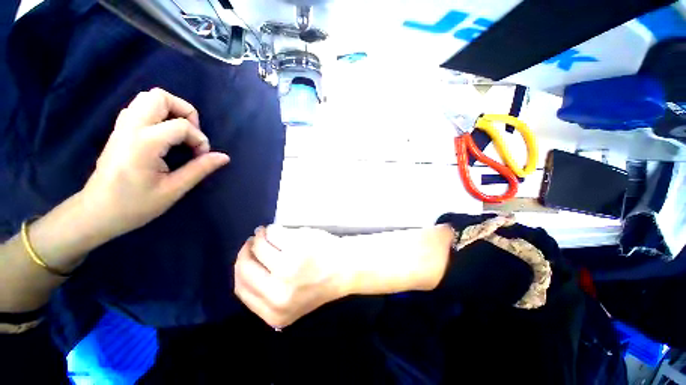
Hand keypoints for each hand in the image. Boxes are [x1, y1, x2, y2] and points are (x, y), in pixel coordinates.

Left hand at [81, 88, 229, 238]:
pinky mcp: (119, 131)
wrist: (97, 212)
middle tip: (191, 134)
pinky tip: (164, 135)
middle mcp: (130, 128)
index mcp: (144, 144)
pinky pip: (140, 108)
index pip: (182, 126)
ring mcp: (121, 127)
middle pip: (159, 97)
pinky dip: (157, 115)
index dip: (199, 139)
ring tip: (180, 133)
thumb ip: (200, 169)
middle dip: (184, 111)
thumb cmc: (135, 205)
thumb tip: (224, 157)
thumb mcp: (173, 190)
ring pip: (147, 98)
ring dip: (170, 110)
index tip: (201, 157)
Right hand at [234, 226, 352, 328]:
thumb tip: (244, 266)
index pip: (241, 289)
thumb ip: (266, 292)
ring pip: (258, 247)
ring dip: (259, 237)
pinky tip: (275, 230)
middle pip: (245, 268)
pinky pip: (273, 234)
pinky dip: (272, 229)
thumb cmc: (321, 281)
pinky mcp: (297, 250)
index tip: (245, 257)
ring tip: (265, 233)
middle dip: (246, 251)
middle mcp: (278, 295)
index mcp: (275, 313)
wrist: (347, 269)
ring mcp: (288, 271)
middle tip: (251, 241)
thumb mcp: (290, 300)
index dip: (240, 269)